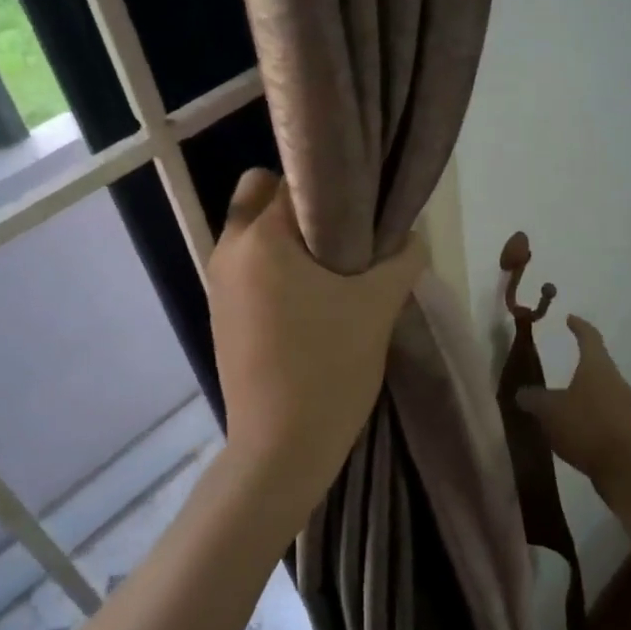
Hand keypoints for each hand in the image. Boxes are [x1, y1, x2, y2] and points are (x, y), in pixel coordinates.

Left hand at [207, 171, 426, 504]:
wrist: (281, 449)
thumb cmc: (329, 367)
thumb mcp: (378, 307)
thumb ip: (402, 259)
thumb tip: (410, 237)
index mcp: (260, 238)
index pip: (296, 180)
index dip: (335, 186)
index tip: (366, 203)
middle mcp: (229, 250)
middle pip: (261, 195)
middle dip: (303, 203)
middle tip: (346, 230)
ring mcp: (219, 285)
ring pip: (252, 232)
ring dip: (289, 236)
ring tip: (335, 264)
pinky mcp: (222, 314)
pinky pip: (249, 267)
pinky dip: (276, 266)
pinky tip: (313, 296)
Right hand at [519, 316, 630, 501]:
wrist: (625, 468)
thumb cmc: (585, 427)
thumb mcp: (549, 411)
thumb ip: (533, 399)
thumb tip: (522, 393)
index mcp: (597, 366)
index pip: (589, 337)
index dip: (579, 326)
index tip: (570, 319)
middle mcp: (615, 379)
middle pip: (598, 363)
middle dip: (581, 361)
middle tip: (564, 361)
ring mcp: (626, 405)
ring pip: (603, 389)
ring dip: (585, 390)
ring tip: (566, 398)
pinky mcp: (628, 428)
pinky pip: (606, 411)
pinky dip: (591, 412)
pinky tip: (577, 426)